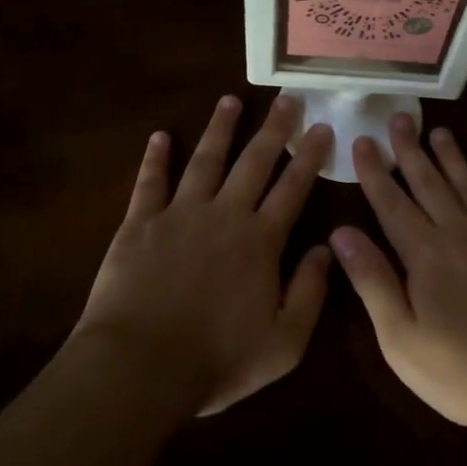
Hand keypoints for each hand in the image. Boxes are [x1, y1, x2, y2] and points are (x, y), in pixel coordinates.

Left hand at [72, 94, 333, 415]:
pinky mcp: (139, 224)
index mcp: (260, 241)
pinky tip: (160, 136)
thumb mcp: (284, 343)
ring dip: (220, 128)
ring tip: (231, 100)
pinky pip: (149, 182)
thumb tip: (327, 248)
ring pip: (206, 160)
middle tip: (287, 98)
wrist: (139, 367)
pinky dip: (155, 157)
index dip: (309, 156)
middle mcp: (224, 215)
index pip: (292, 188)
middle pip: (254, 162)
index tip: (321, 127)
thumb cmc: (216, 360)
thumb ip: (310, 293)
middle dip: (274, 128)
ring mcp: (179, 214)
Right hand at [329, 115, 466, 438]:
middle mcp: (460, 234)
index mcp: (425, 254)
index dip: (374, 171)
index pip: (391, 203)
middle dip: (410, 150)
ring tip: (438, 130)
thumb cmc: (463, 372)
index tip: (362, 140)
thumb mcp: (402, 339)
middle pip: (430, 182)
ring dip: (451, 156)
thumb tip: (341, 232)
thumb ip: (373, 281)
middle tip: (400, 117)